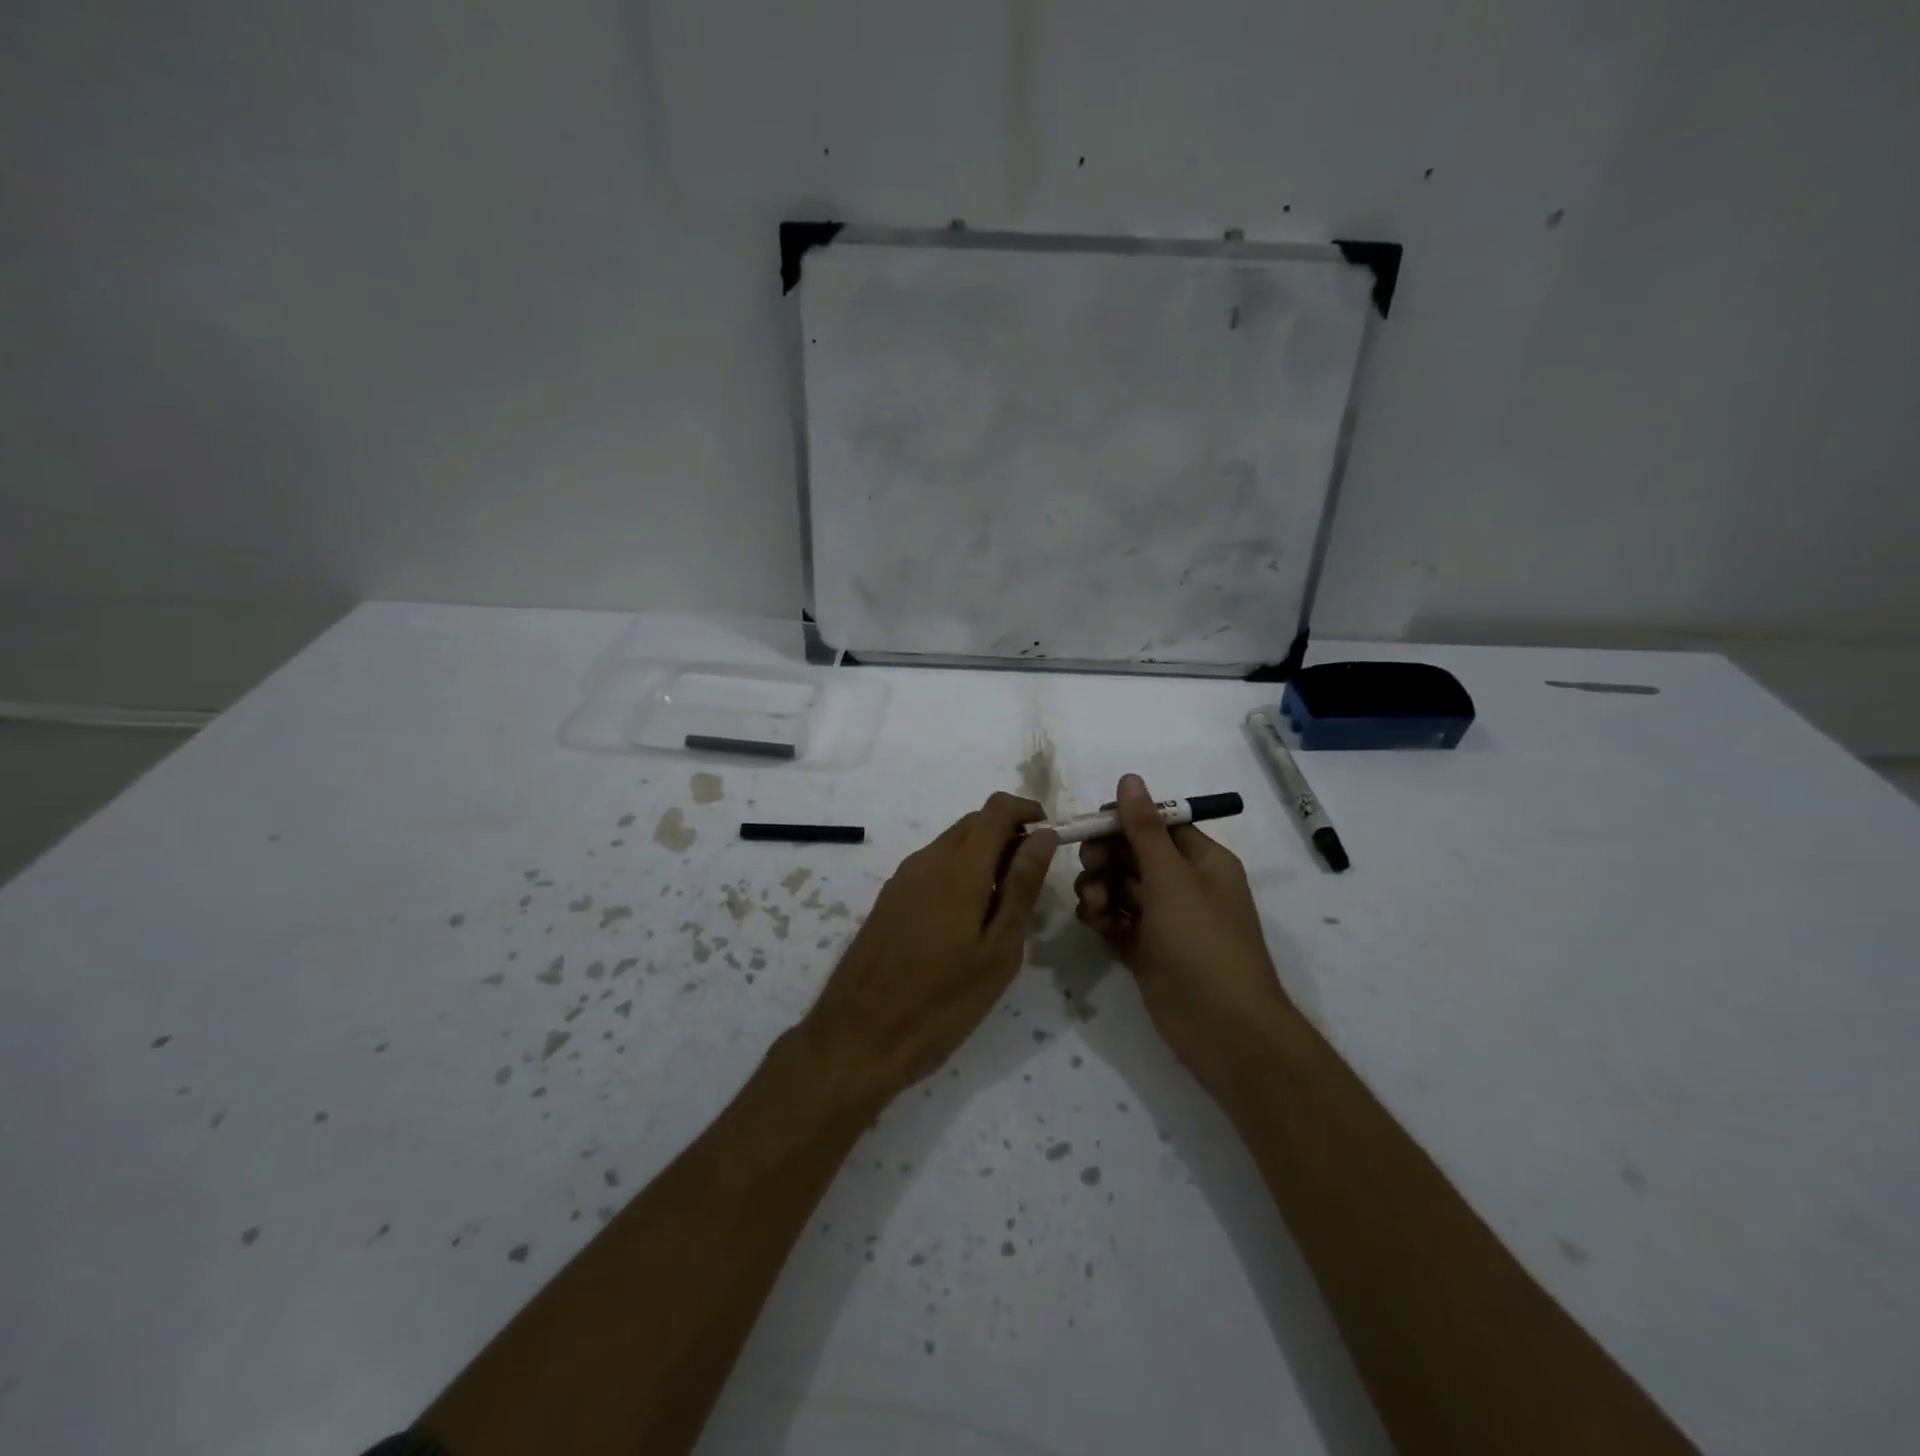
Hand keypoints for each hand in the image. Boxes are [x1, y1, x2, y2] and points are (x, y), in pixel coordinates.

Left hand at [803, 793, 1057, 1105]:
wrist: (858, 1037)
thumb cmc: (941, 1002)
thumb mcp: (998, 952)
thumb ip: (1021, 887)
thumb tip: (1042, 836)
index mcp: (958, 868)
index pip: (997, 809)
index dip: (1028, 812)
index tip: (1049, 840)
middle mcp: (927, 860)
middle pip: (974, 822)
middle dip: (1008, 835)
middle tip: (1030, 882)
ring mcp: (902, 878)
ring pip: (952, 844)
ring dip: (983, 855)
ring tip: (1001, 908)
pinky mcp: (888, 898)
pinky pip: (932, 866)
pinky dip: (958, 873)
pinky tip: (965, 920)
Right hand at [1074, 774, 1290, 1090]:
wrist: (1224, 1031)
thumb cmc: (1203, 944)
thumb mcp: (1171, 879)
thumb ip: (1144, 829)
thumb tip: (1129, 778)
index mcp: (1202, 861)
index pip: (1157, 825)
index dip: (1122, 822)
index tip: (1090, 828)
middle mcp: (1184, 886)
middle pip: (1133, 855)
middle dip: (1106, 859)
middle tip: (1090, 870)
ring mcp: (1165, 921)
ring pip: (1120, 888)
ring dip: (1099, 889)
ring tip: (1095, 907)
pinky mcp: (1147, 951)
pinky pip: (1117, 921)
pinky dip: (1103, 918)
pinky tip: (1096, 925)